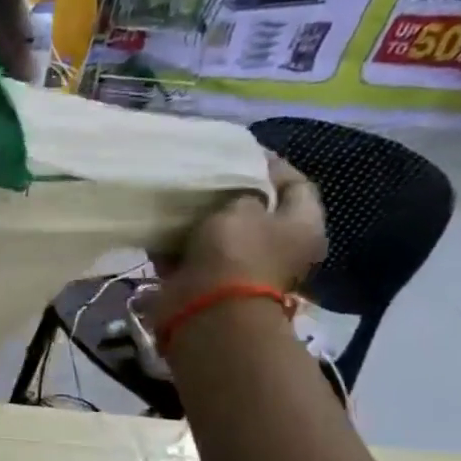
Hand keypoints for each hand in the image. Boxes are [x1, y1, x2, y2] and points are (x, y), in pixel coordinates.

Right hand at [144, 157, 326, 322]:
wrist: (207, 309)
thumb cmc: (236, 252)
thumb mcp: (242, 206)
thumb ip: (241, 189)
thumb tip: (235, 187)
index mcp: (302, 226)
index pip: (297, 184)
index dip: (272, 165)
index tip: (242, 151)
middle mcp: (278, 247)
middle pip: (256, 210)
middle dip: (229, 193)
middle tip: (205, 174)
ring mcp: (240, 267)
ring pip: (218, 233)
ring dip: (198, 219)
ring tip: (177, 197)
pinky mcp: (207, 282)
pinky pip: (189, 255)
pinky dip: (174, 243)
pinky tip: (158, 226)